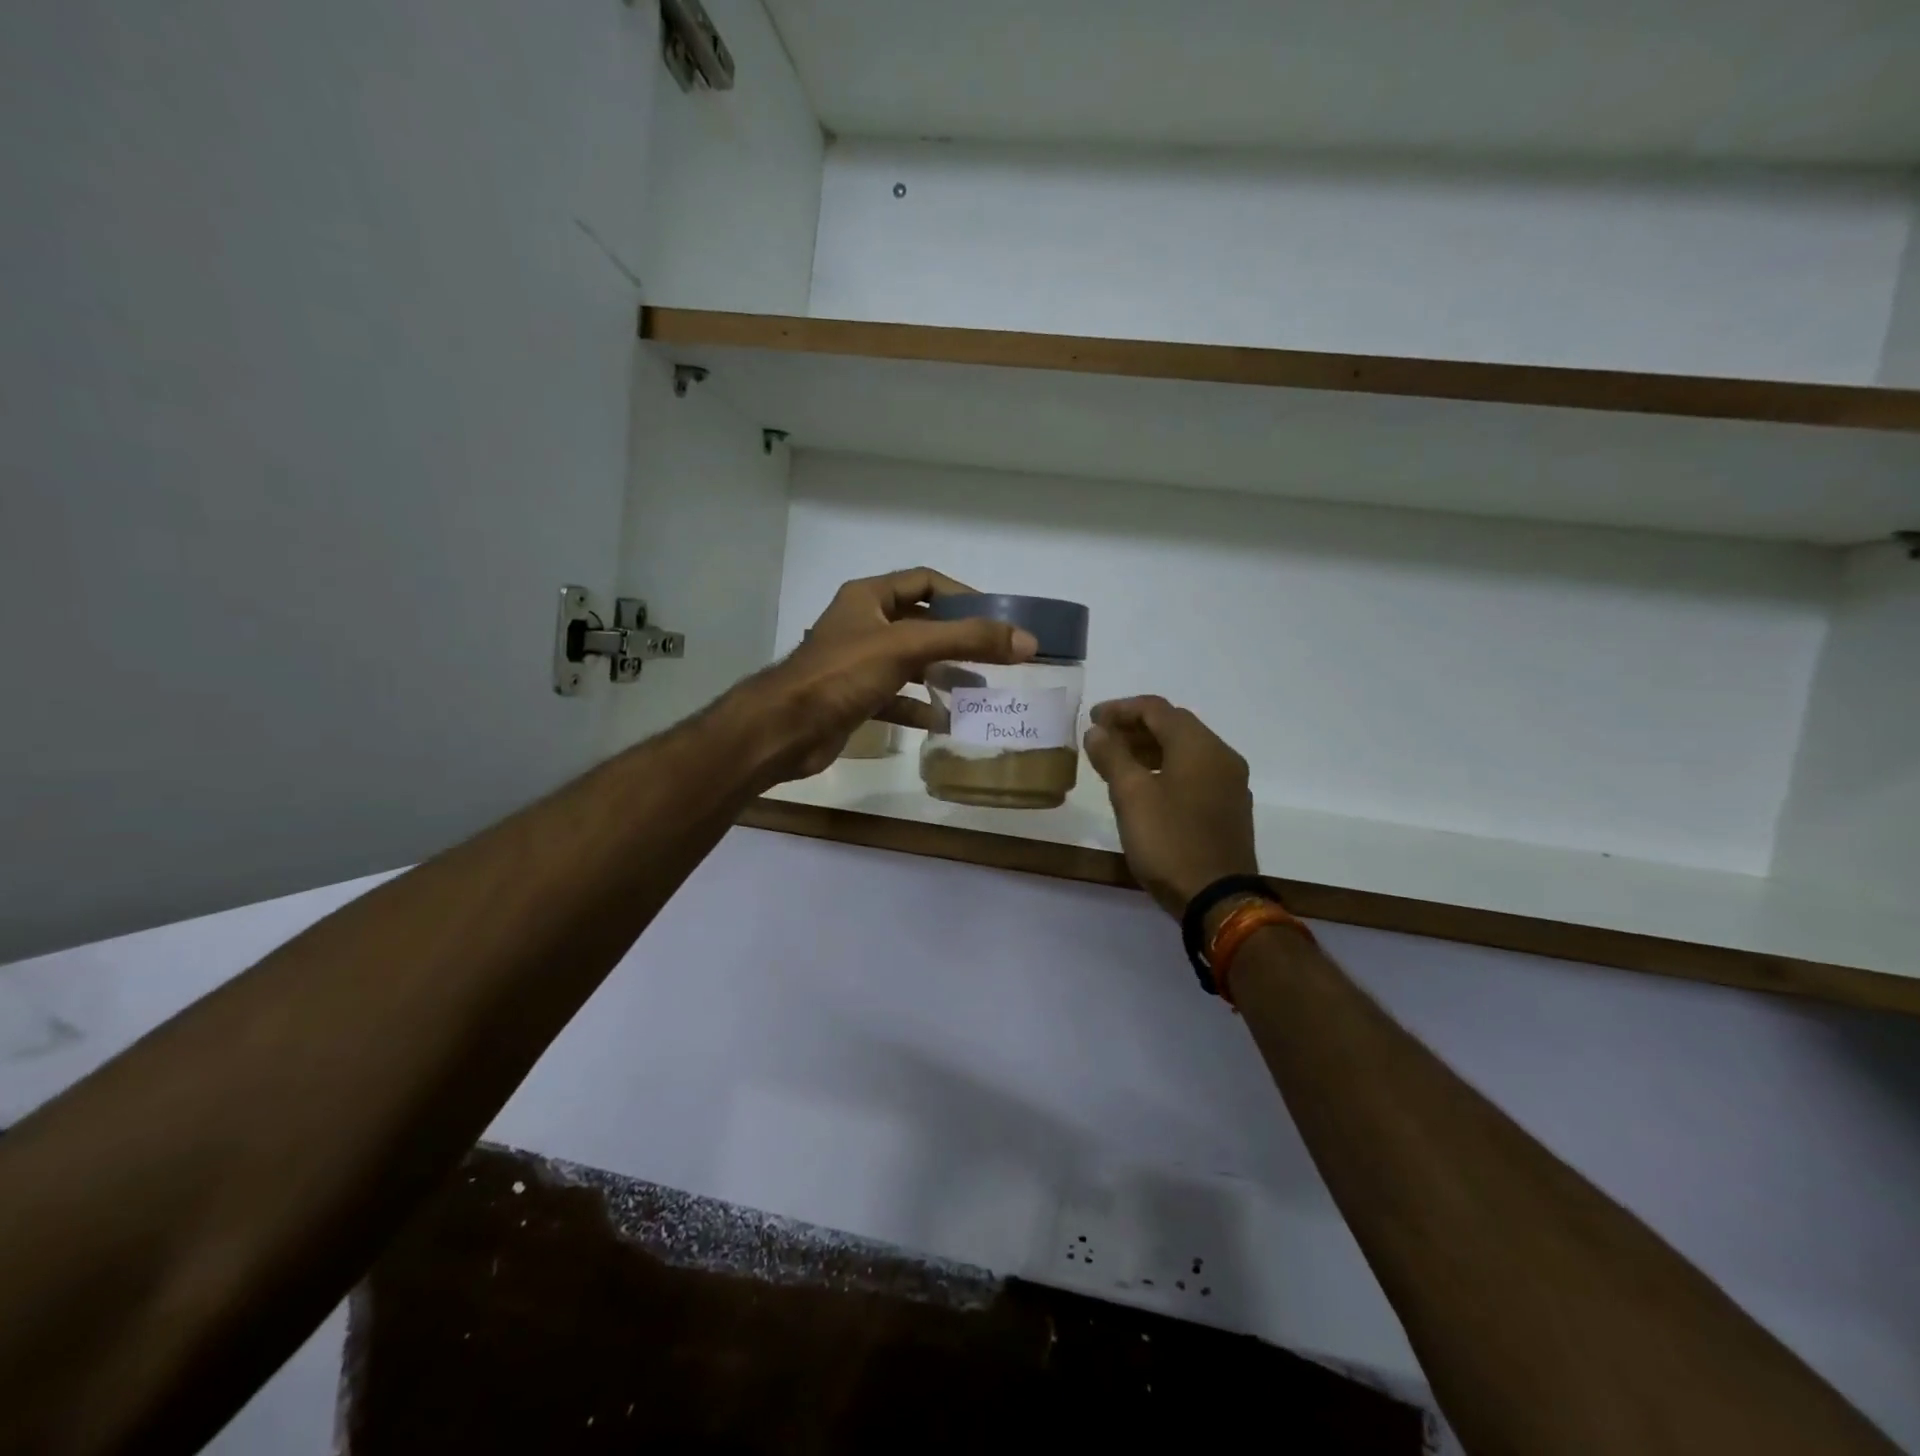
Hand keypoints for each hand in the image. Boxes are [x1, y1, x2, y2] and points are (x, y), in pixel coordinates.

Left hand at [743, 568, 1036, 783]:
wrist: (786, 729)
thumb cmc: (843, 674)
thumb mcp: (909, 647)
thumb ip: (967, 640)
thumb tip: (1027, 641)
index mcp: (869, 598)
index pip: (925, 582)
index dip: (962, 594)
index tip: (996, 617)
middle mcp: (863, 625)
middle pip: (922, 624)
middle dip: (958, 640)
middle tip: (995, 657)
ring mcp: (858, 664)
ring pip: (911, 663)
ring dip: (942, 674)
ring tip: (979, 689)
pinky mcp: (855, 699)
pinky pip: (897, 698)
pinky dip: (920, 707)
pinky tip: (945, 721)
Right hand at [1082, 696, 1257, 916]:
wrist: (1218, 898)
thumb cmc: (1169, 841)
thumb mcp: (1130, 796)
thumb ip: (1112, 756)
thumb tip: (1097, 731)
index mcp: (1198, 746)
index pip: (1156, 709)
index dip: (1121, 709)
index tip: (1092, 719)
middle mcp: (1221, 756)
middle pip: (1174, 726)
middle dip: (1135, 727)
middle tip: (1102, 738)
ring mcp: (1229, 783)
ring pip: (1185, 750)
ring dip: (1150, 748)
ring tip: (1117, 761)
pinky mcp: (1229, 807)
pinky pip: (1195, 772)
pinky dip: (1167, 768)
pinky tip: (1145, 786)